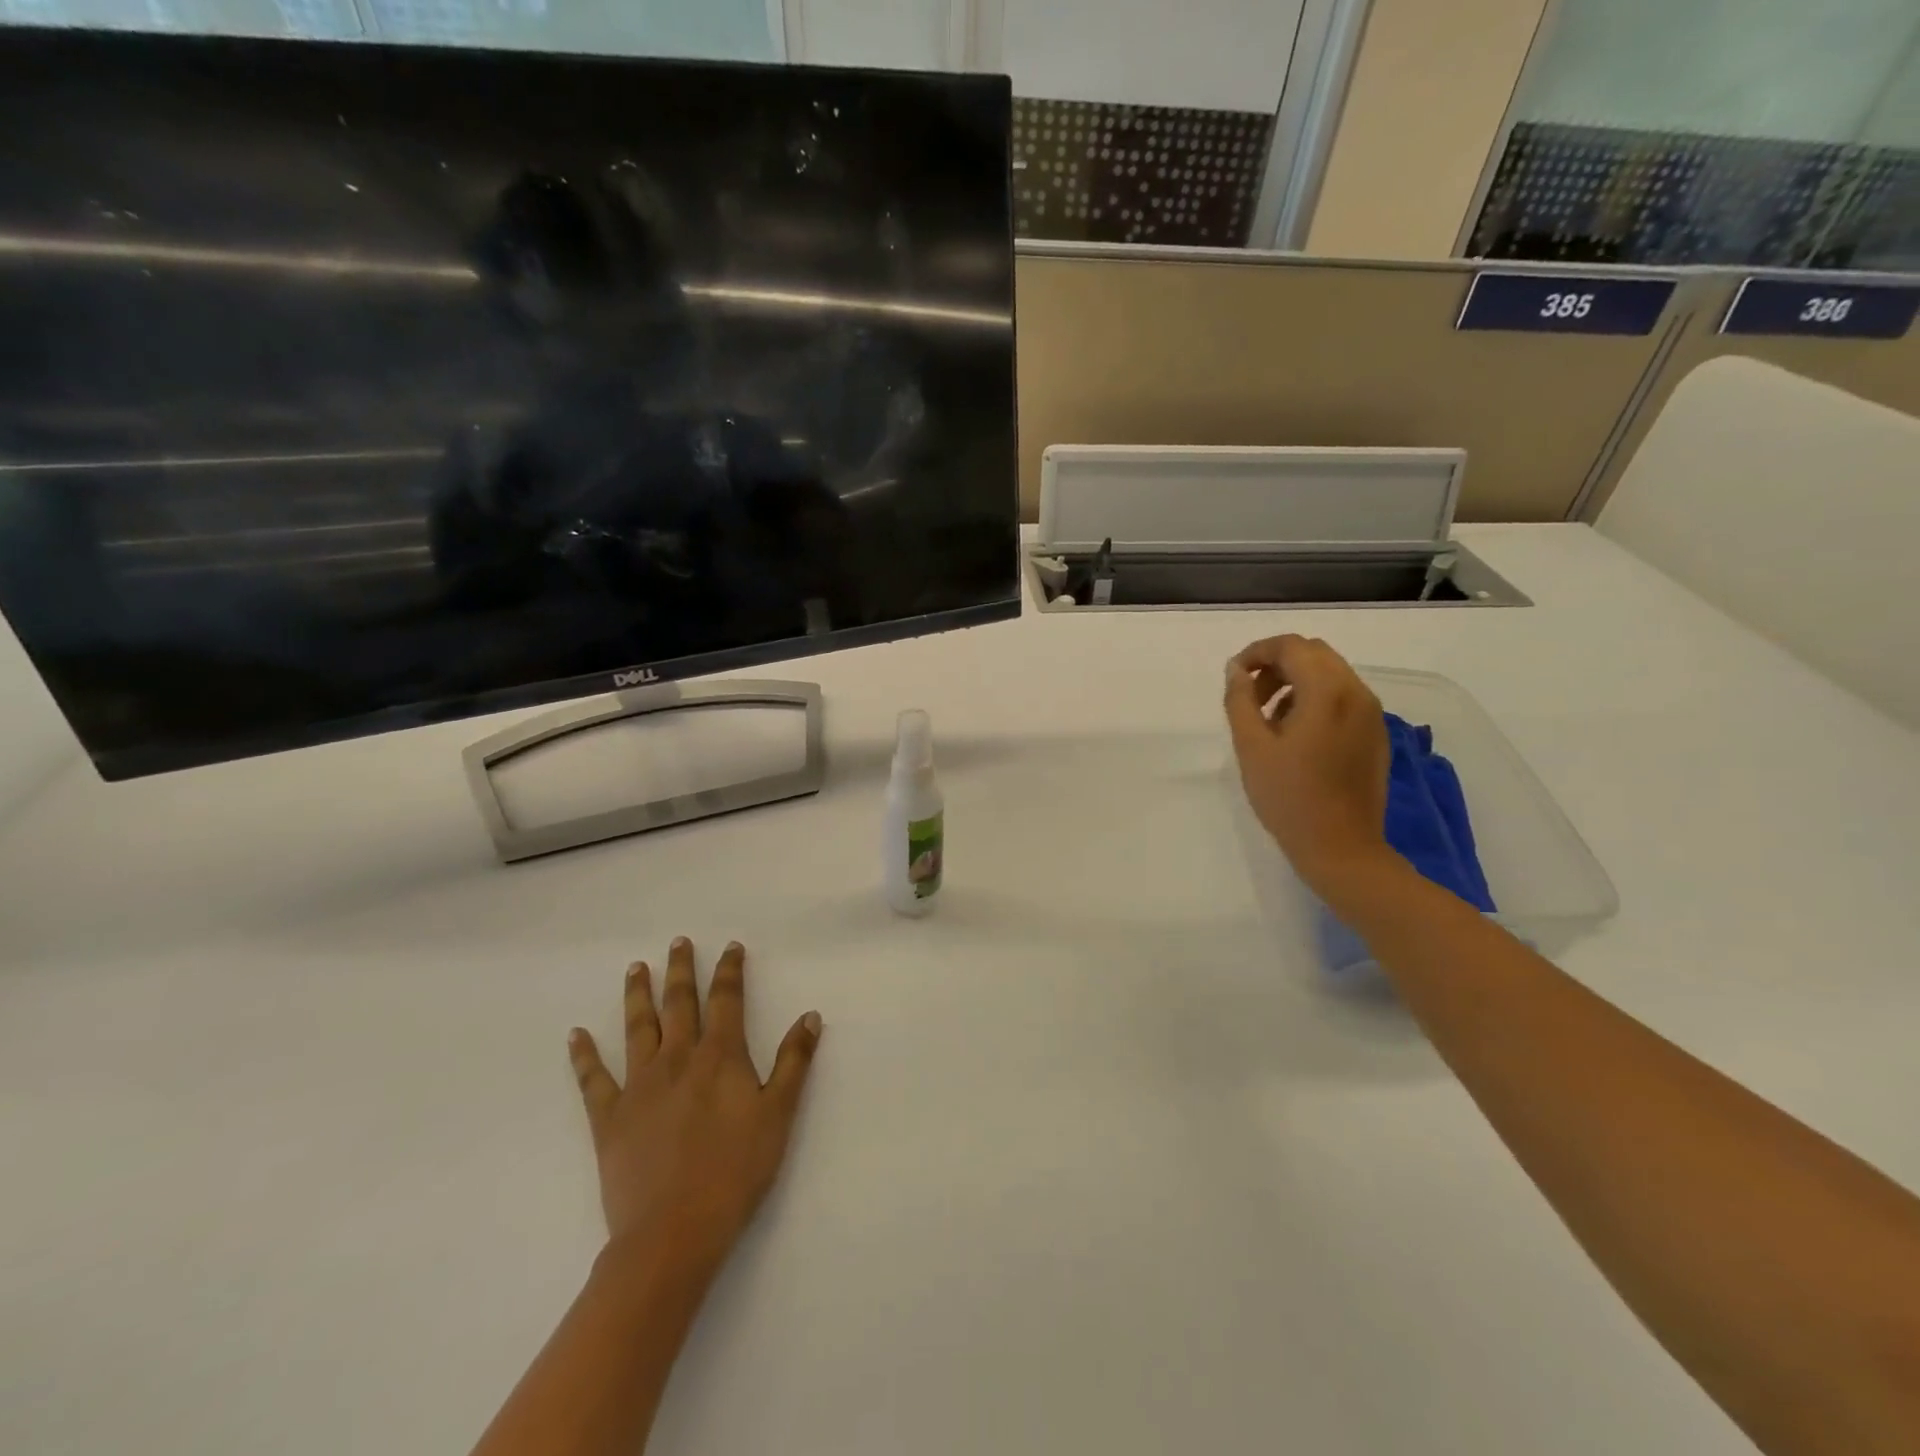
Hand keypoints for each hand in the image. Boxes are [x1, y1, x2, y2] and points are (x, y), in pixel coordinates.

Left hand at [567, 938, 821, 1278]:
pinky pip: (593, 1079)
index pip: (726, 999)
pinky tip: (576, 1035)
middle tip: (677, 942)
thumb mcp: (778, 1114)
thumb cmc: (735, 1171)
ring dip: (638, 995)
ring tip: (636, 968)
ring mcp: (639, 1085)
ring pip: (638, 1028)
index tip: (730, 946)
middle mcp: (677, 1058)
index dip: (729, 970)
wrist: (673, 1232)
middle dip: (681, 969)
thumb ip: (794, 1062)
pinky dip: (583, 1055)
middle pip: (679, 1002)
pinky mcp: (609, 1117)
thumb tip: (810, 1016)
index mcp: (719, 1056)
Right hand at [1224, 634, 1393, 906]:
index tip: (1234, 676)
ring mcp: (1371, 714)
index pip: (1291, 646)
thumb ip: (1240, 700)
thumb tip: (1236, 670)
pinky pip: (1343, 698)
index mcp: (1327, 692)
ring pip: (1330, 674)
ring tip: (1268, 719)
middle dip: (1277, 664)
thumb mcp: (1251, 747)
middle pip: (1314, 654)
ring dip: (1295, 682)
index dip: (1257, 652)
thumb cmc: (1289, 798)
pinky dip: (1315, 700)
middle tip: (1249, 696)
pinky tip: (1295, 736)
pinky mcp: (1375, 734)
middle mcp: (1357, 693)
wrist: (1341, 847)